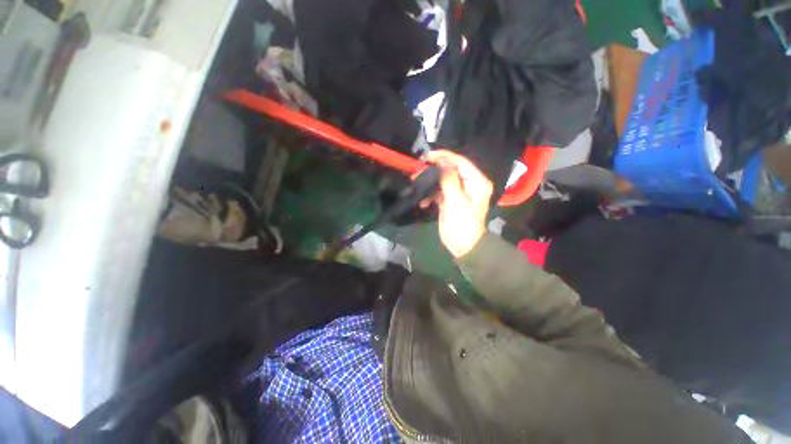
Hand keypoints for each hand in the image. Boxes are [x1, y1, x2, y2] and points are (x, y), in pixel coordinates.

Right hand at [423, 150, 492, 258]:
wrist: (462, 246)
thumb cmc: (463, 224)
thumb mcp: (456, 201)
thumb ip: (449, 180)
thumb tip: (442, 162)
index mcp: (476, 182)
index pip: (461, 162)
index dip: (444, 156)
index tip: (427, 156)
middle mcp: (469, 184)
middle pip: (450, 169)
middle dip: (433, 169)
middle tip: (418, 169)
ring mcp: (459, 192)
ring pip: (442, 180)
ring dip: (429, 183)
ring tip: (416, 183)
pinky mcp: (450, 200)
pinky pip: (439, 191)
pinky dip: (430, 195)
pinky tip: (423, 202)